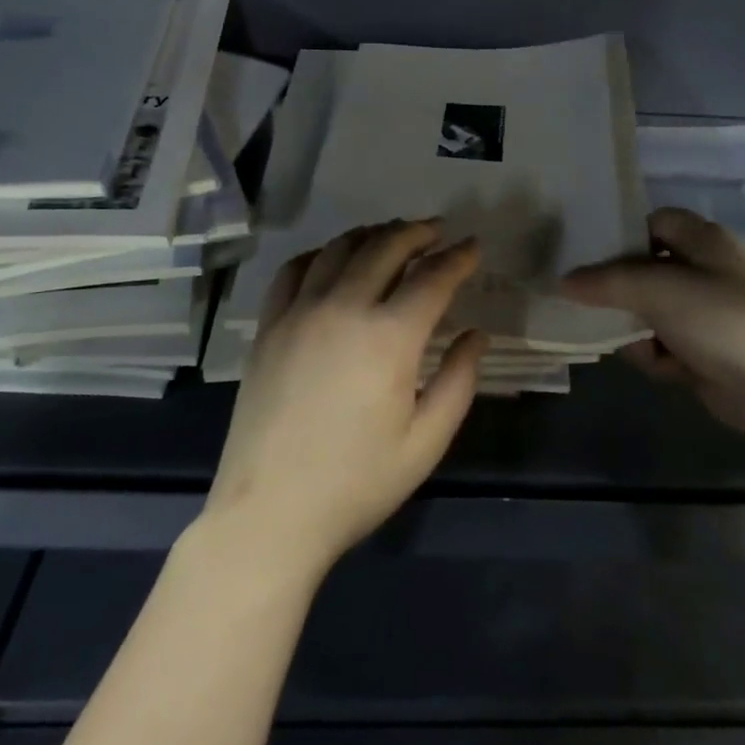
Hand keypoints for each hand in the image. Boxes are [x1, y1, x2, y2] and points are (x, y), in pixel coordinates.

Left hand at [205, 220, 487, 576]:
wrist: (270, 513)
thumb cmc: (357, 483)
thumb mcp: (426, 442)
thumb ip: (459, 381)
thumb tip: (475, 335)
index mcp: (389, 337)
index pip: (432, 278)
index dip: (458, 258)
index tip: (473, 247)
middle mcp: (343, 309)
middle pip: (384, 248)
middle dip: (417, 233)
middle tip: (437, 231)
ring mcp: (299, 314)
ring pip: (338, 250)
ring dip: (371, 235)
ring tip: (391, 235)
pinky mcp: (268, 328)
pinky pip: (294, 271)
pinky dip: (320, 254)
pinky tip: (332, 259)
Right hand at [562, 207, 744, 440]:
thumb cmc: (717, 319)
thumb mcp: (656, 290)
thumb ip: (605, 282)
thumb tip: (563, 281)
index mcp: (703, 241)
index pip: (654, 221)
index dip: (624, 234)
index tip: (589, 254)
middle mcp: (706, 270)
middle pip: (647, 269)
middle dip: (622, 292)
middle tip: (593, 303)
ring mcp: (707, 312)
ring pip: (650, 311)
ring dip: (638, 330)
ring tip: (638, 344)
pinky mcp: (706, 349)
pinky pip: (664, 344)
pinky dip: (658, 355)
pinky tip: (664, 367)